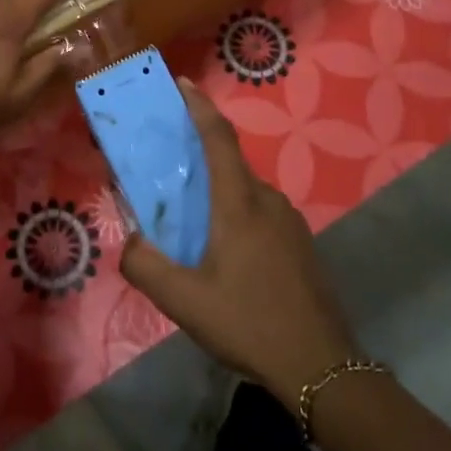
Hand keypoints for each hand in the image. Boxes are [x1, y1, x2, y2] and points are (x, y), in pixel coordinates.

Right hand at [121, 81, 358, 408]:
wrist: (321, 368)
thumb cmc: (249, 324)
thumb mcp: (185, 302)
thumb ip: (146, 267)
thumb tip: (130, 242)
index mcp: (239, 203)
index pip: (218, 138)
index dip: (199, 106)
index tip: (182, 82)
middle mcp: (267, 200)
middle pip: (229, 164)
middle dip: (198, 159)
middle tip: (168, 174)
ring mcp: (290, 221)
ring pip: (244, 192)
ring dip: (217, 194)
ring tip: (192, 224)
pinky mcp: (300, 243)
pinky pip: (260, 213)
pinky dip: (236, 214)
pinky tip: (225, 254)